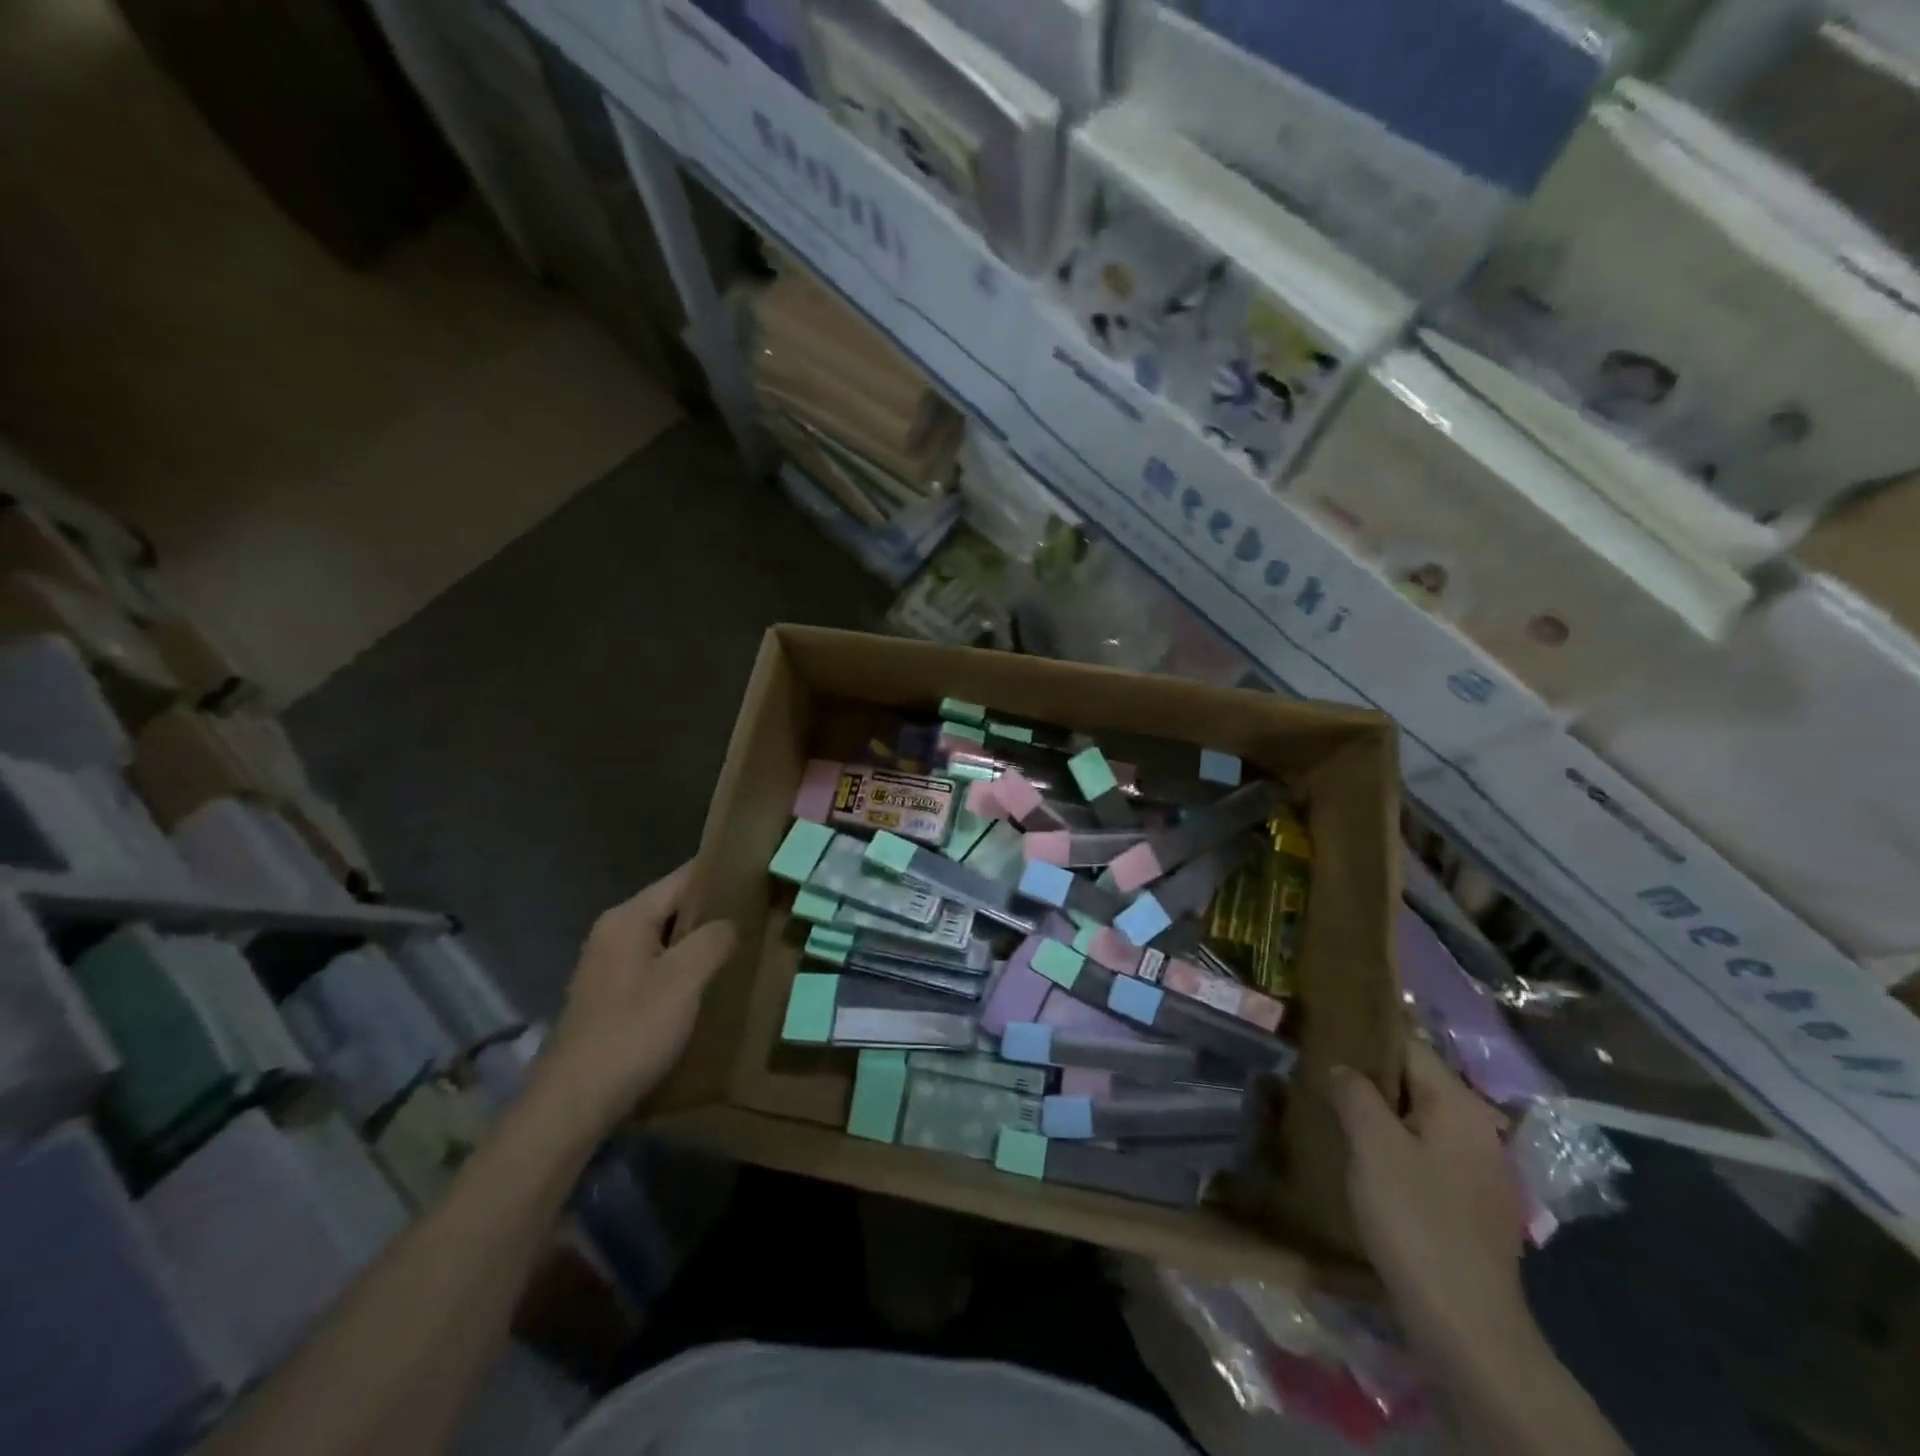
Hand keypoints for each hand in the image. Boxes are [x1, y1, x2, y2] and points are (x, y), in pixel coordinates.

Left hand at [533, 863, 736, 1137]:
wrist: (573, 1104)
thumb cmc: (632, 1031)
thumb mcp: (684, 979)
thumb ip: (713, 939)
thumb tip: (731, 922)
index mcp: (628, 918)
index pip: (683, 877)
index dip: (721, 874)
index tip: (760, 875)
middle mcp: (613, 933)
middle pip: (674, 908)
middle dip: (715, 912)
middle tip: (763, 914)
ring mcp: (608, 968)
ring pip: (667, 941)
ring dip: (701, 944)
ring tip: (745, 947)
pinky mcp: (610, 1000)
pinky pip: (657, 969)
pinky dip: (684, 970)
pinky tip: (710, 986)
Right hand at [1332, 1039, 1529, 1363]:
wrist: (1466, 1325)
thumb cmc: (1416, 1219)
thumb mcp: (1373, 1145)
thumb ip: (1355, 1093)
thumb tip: (1343, 1068)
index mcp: (1460, 1106)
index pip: (1410, 1047)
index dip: (1367, 1037)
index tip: (1326, 1032)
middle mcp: (1479, 1130)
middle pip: (1417, 1083)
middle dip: (1371, 1077)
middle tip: (1320, 1073)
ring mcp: (1481, 1172)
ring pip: (1421, 1122)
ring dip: (1382, 1115)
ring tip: (1335, 1112)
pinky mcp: (1474, 1207)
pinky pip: (1428, 1156)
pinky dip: (1397, 1148)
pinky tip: (1366, 1161)